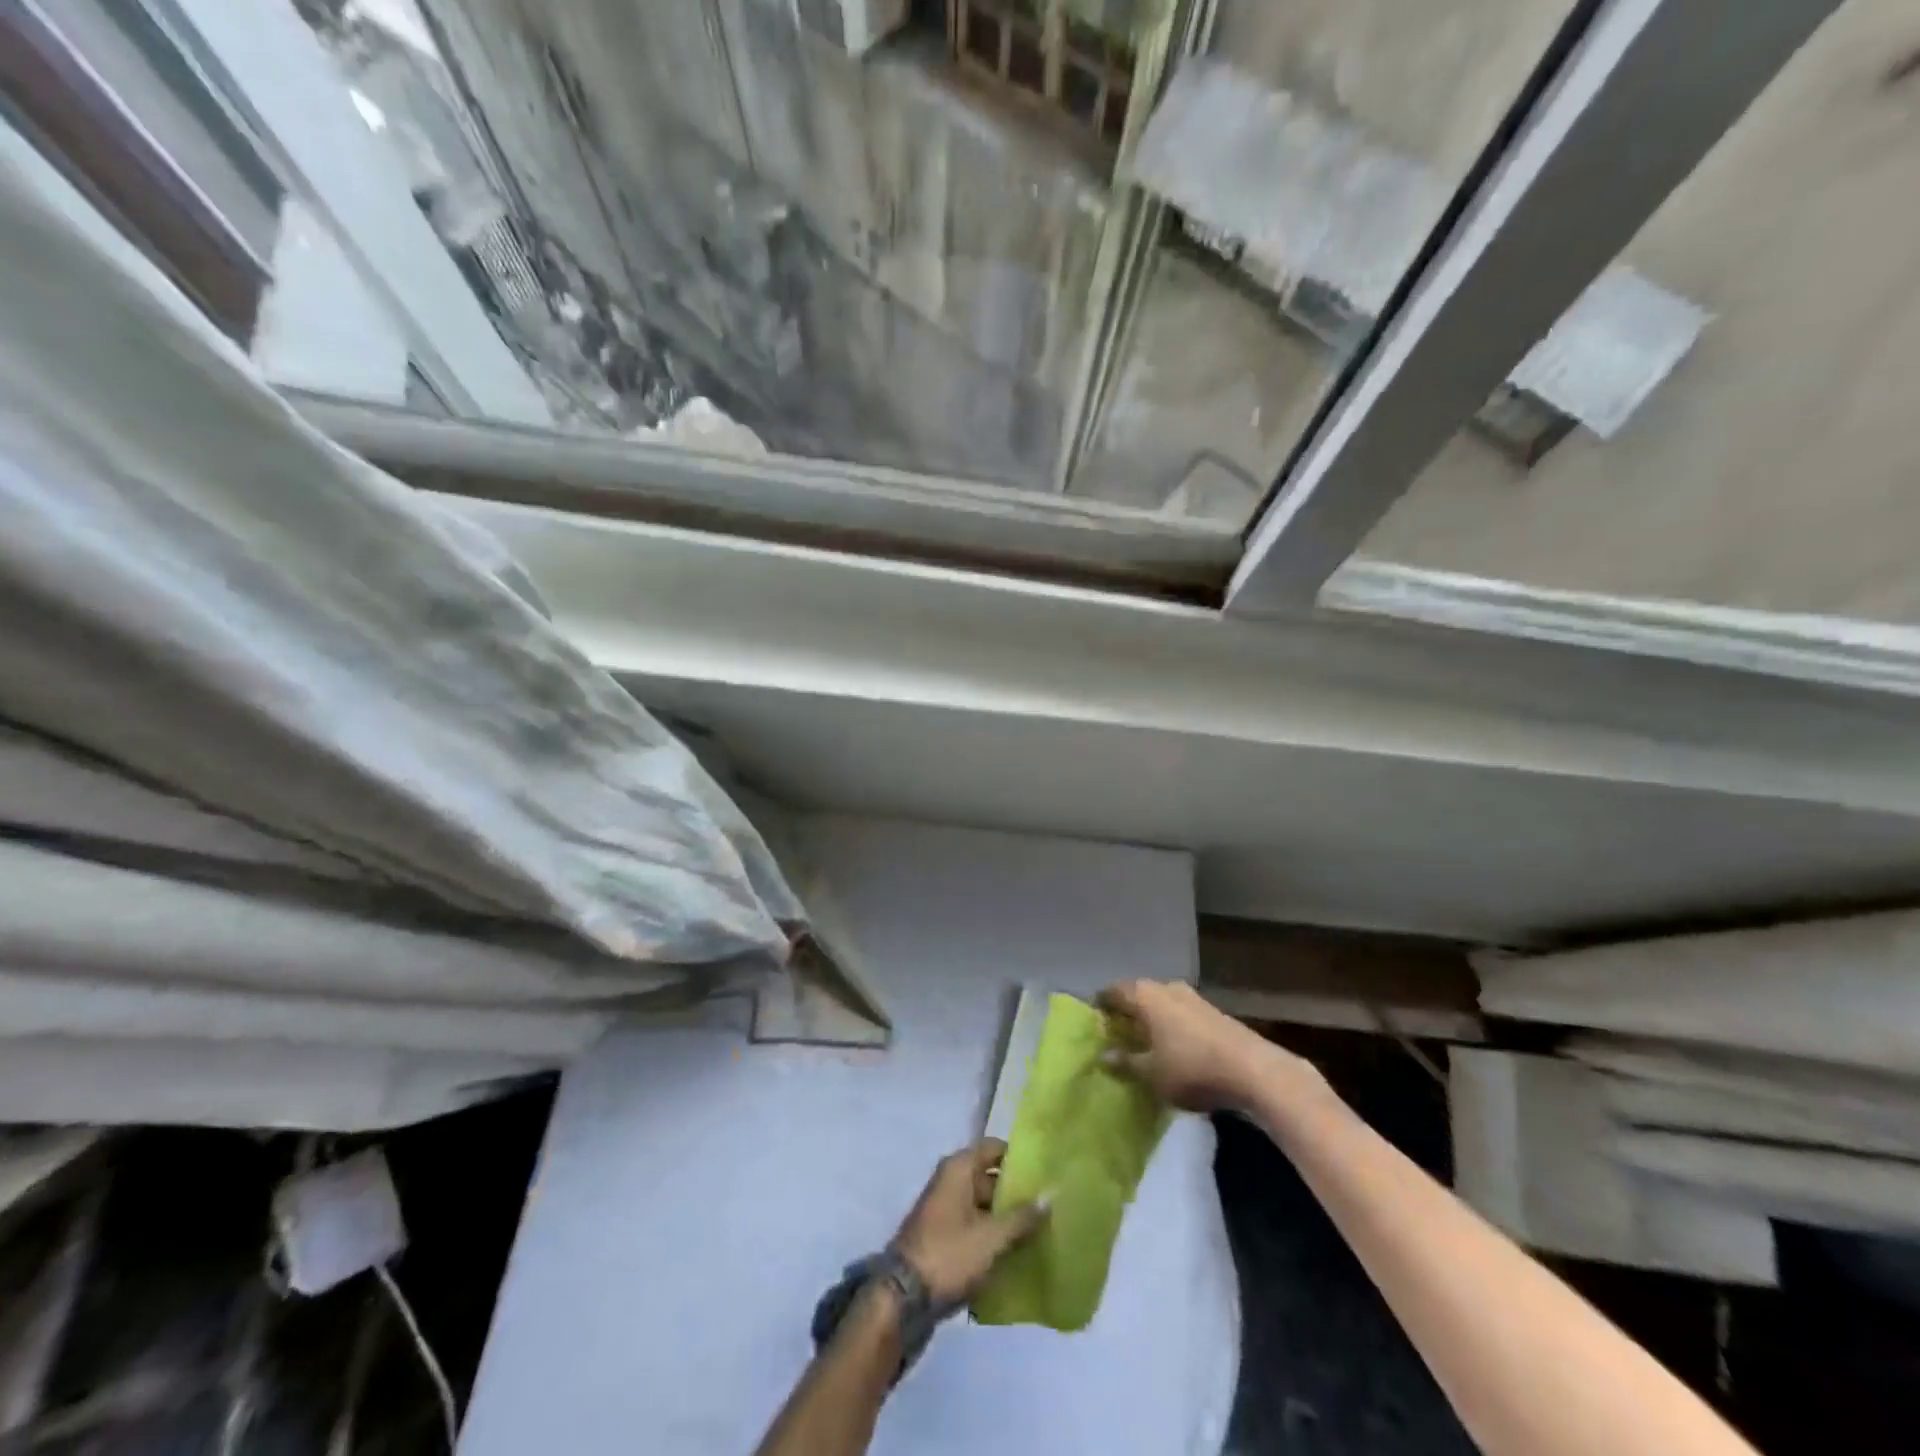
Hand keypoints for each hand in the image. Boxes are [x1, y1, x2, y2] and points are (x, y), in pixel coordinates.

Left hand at [891, 1139, 1046, 1305]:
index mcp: (959, 1168)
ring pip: (984, 1203)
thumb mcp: (991, 1238)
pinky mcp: (944, 1235)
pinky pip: (975, 1224)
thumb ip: (1022, 1217)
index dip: (1019, 1157)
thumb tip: (1051, 1195)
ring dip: (1007, 1216)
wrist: (903, 1298)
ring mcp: (946, 1208)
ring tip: (1042, 1229)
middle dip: (1017, 1191)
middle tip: (1051, 1205)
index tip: (1046, 1171)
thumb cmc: (949, 1255)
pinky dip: (993, 1233)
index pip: (995, 1148)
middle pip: (990, 1176)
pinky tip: (1018, 1249)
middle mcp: (951, 1180)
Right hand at [1098, 979, 1315, 1112]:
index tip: (1093, 1022)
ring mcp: (1193, 998)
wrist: (1255, 1071)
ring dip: (1151, 1019)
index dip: (1101, 1005)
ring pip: (1161, 1004)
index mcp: (1146, 995)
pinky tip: (1172, 1048)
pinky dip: (1170, 1026)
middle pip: (1138, 995)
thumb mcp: (1151, 1074)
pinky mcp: (1213, 1013)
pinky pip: (1180, 1014)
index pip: (1113, 991)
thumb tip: (1104, 1055)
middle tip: (1115, 1033)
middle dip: (1126, 1012)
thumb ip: (1126, 1062)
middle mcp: (1167, 988)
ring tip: (1143, 1043)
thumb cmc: (1192, 1068)